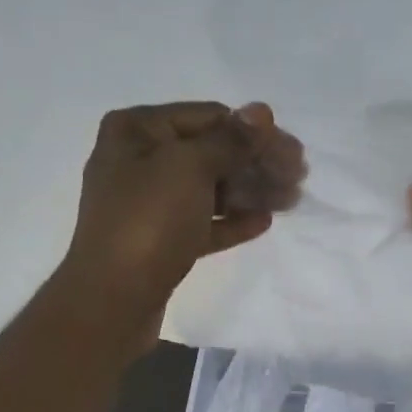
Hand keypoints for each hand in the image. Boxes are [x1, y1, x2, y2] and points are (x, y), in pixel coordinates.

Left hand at [61, 101, 304, 334]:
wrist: (112, 300)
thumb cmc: (147, 222)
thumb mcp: (189, 168)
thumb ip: (229, 140)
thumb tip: (260, 111)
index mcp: (137, 130)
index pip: (208, 117)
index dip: (253, 132)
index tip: (294, 151)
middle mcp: (139, 161)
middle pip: (210, 154)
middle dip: (256, 163)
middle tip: (299, 177)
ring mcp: (148, 205)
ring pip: (208, 190)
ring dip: (250, 192)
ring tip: (290, 200)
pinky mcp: (159, 242)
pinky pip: (201, 223)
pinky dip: (231, 221)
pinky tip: (263, 221)